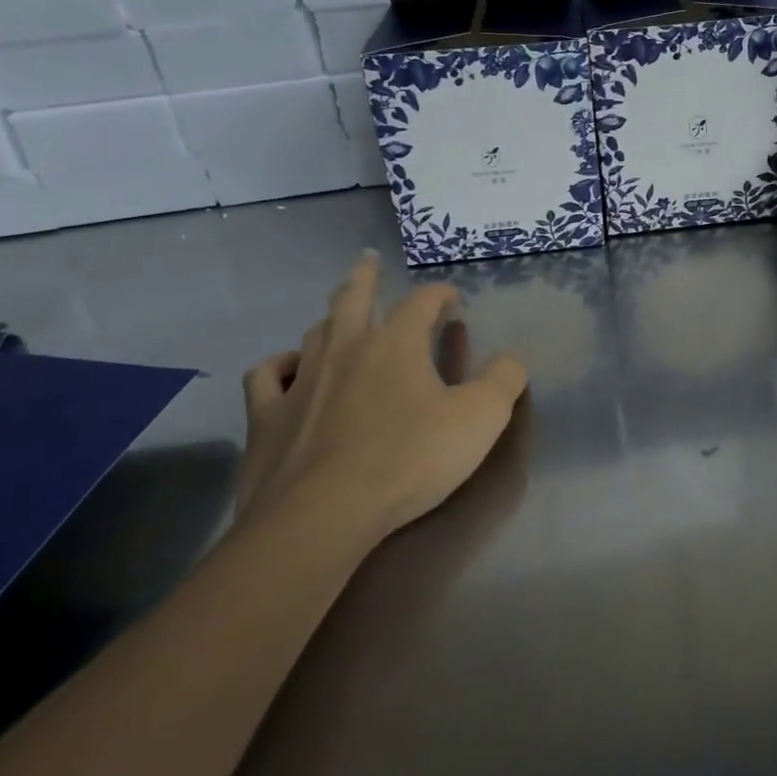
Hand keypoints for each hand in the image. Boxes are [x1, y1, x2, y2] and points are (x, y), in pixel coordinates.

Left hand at [236, 253, 528, 545]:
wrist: (321, 516)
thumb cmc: (408, 460)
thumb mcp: (480, 419)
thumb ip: (503, 381)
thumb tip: (510, 358)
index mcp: (396, 344)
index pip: (422, 301)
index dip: (440, 294)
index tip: (453, 300)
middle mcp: (345, 349)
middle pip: (353, 297)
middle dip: (365, 275)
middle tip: (369, 260)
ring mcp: (300, 380)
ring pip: (314, 333)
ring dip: (330, 321)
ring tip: (339, 319)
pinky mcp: (266, 416)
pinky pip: (266, 376)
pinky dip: (278, 366)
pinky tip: (287, 370)